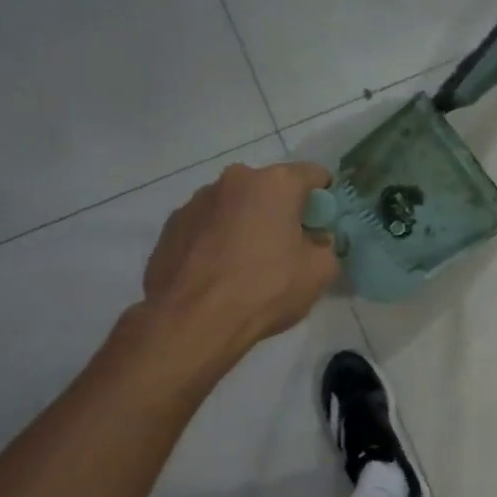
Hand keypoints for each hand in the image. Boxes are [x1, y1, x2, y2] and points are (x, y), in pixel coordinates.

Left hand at [140, 162, 338, 356]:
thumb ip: (325, 246)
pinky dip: (217, 239)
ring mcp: (197, 201)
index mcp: (276, 183)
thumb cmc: (265, 289)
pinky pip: (207, 225)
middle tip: (286, 247)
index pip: (314, 174)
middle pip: (270, 188)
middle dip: (281, 211)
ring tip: (246, 263)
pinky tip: (218, 272)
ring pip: (235, 205)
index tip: (323, 224)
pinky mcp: (171, 226)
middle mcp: (234, 180)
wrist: (192, 322)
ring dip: (246, 223)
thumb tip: (314, 241)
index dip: (325, 198)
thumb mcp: (320, 272)